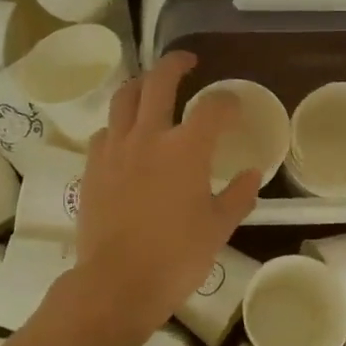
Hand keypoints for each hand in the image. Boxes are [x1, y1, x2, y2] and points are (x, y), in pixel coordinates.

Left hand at [70, 52, 260, 336]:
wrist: (117, 283)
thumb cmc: (176, 257)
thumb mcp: (218, 227)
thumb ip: (238, 195)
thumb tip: (252, 174)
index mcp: (186, 149)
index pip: (213, 107)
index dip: (227, 102)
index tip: (234, 107)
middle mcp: (149, 136)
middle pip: (159, 81)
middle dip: (176, 64)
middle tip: (187, 61)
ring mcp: (116, 148)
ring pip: (124, 98)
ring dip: (140, 84)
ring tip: (150, 86)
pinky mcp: (93, 166)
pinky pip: (104, 131)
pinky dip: (118, 125)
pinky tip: (125, 137)